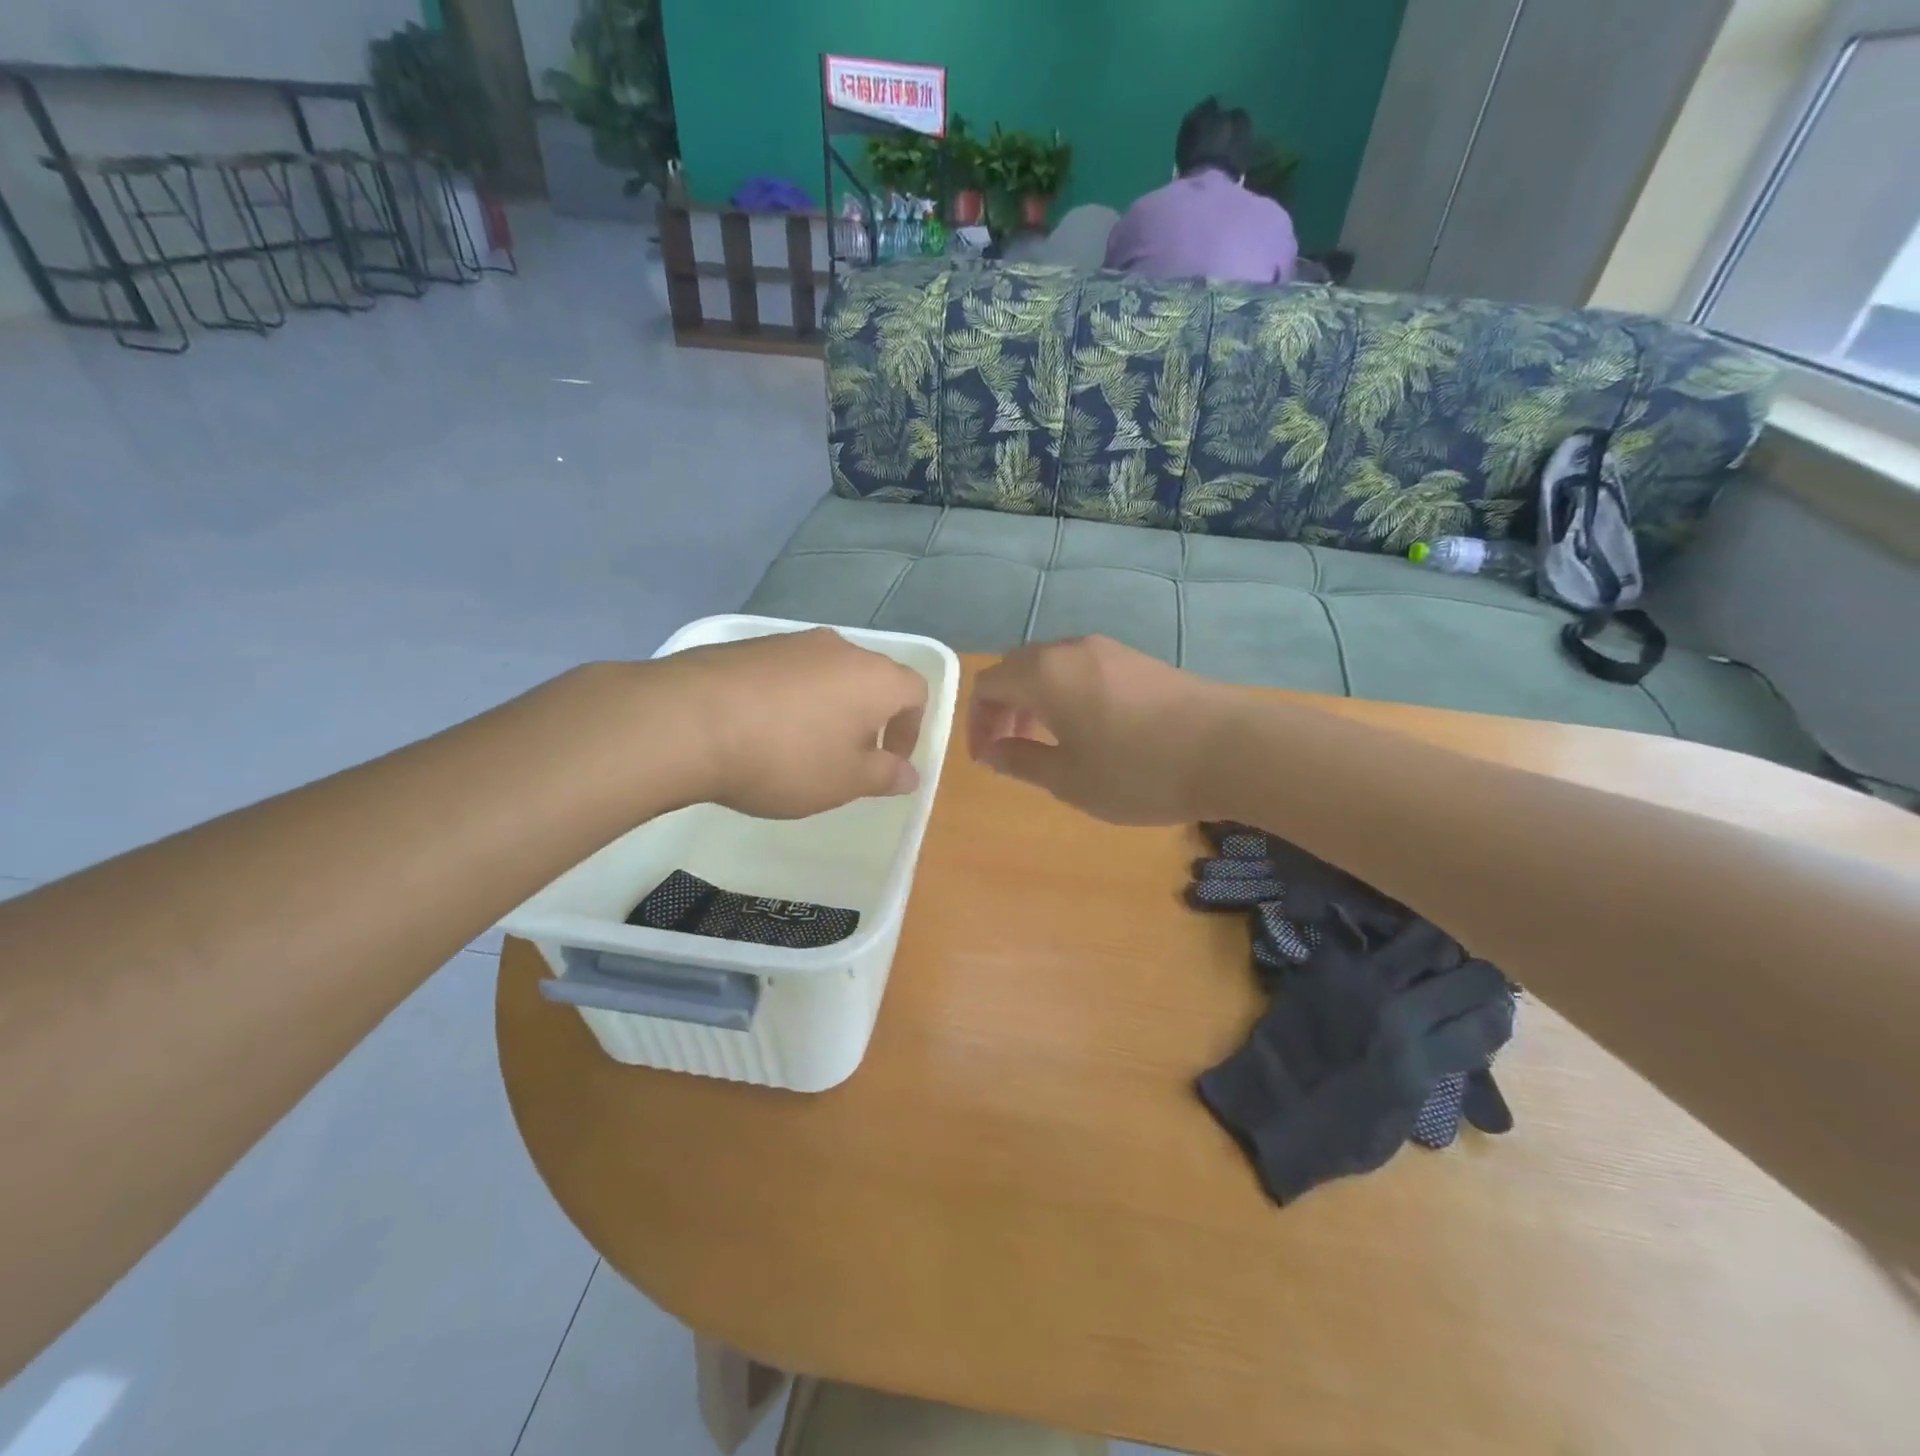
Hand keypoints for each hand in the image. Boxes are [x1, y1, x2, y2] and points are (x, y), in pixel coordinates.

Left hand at [653, 629, 926, 817]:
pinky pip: (786, 673)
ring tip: (799, 748)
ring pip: (827, 674)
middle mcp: (839, 649)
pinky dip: (788, 699)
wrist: (689, 721)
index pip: (916, 692)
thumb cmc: (786, 757)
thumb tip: (909, 773)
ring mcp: (791, 642)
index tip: (887, 763)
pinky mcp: (749, 645)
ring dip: (827, 708)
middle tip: (846, 759)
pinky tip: (760, 730)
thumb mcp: (844, 781)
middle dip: (868, 719)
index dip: (910, 730)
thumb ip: (885, 775)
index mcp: (875, 678)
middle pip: (871, 679)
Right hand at [968, 636, 1235, 824]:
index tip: (987, 759)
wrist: (1231, 749)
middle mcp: (1072, 650)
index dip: (976, 722)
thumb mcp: (1069, 779)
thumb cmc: (1138, 771)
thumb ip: (1021, 761)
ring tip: (1046, 742)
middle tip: (1010, 749)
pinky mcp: (1139, 660)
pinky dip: (1066, 694)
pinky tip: (1088, 729)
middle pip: (1017, 669)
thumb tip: (992, 751)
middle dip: (1004, 708)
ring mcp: (1110, 650)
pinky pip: (1083, 670)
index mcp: (1044, 674)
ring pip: (1052, 667)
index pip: (988, 685)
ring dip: (1035, 700)